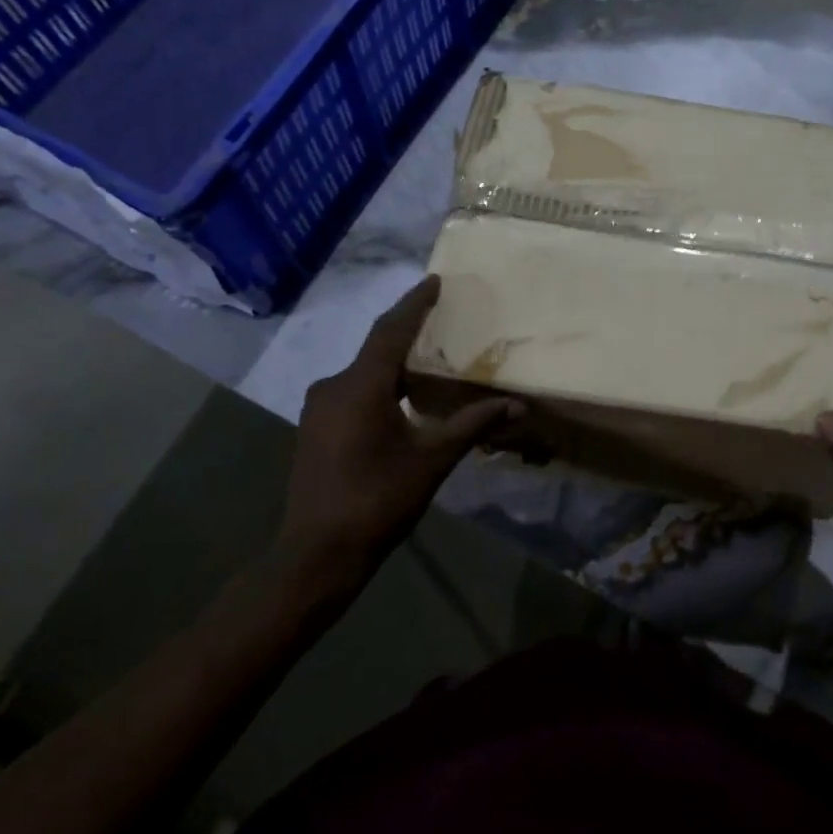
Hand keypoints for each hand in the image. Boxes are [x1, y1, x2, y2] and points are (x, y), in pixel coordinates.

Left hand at [283, 277, 518, 573]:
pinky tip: (400, 398)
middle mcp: (334, 386)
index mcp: (361, 385)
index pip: (392, 330)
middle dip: (408, 332)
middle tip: (440, 318)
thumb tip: (518, 405)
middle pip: (377, 348)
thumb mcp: (433, 459)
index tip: (436, 281)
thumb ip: (473, 425)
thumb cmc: (378, 499)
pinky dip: (379, 385)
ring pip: (363, 372)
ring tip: (427, 359)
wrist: (317, 553)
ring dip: (393, 362)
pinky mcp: (315, 428)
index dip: (415, 303)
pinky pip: (352, 391)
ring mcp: (318, 408)